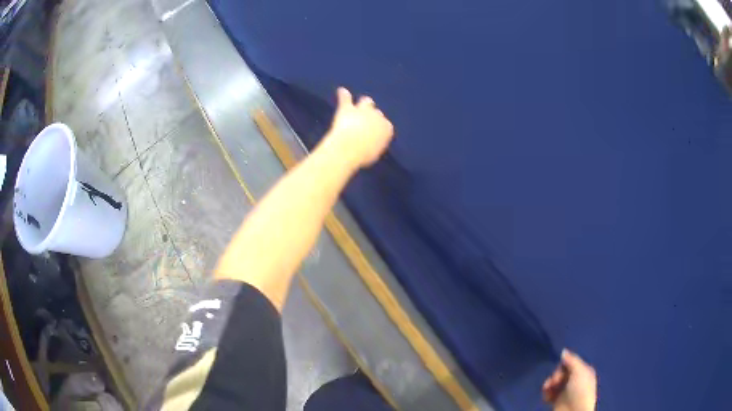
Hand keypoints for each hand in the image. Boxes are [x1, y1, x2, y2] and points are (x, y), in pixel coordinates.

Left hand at [323, 87, 393, 168]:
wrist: (349, 147)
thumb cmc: (364, 155)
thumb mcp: (375, 153)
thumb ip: (375, 144)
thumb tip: (371, 144)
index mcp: (387, 129)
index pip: (386, 126)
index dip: (379, 128)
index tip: (375, 133)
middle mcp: (377, 116)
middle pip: (377, 113)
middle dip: (373, 116)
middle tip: (367, 120)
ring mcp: (362, 110)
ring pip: (366, 102)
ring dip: (363, 103)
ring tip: (359, 104)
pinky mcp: (347, 109)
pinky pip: (346, 98)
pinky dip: (343, 95)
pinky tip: (341, 91)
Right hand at [543, 349, 596, 410]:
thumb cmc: (580, 389)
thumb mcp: (579, 371)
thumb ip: (572, 360)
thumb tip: (563, 350)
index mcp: (583, 371)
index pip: (571, 362)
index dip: (564, 364)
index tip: (561, 368)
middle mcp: (575, 379)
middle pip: (561, 372)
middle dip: (555, 375)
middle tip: (555, 381)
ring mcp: (565, 390)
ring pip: (553, 382)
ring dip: (549, 384)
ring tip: (547, 389)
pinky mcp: (556, 400)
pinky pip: (549, 393)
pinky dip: (546, 393)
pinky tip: (547, 396)